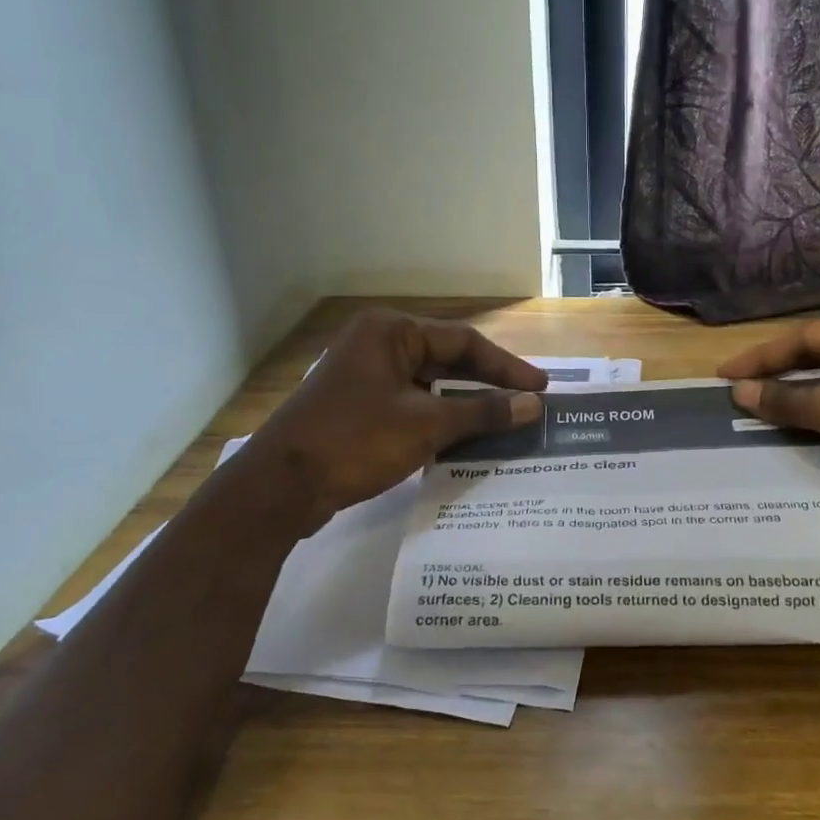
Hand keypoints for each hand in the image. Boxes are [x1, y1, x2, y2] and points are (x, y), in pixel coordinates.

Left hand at [241, 309, 545, 518]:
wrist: (279, 488)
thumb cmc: (355, 441)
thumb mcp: (426, 425)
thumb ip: (483, 412)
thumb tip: (533, 405)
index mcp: (390, 332)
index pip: (464, 341)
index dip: (506, 366)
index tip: (540, 388)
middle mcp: (377, 345)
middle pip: (447, 360)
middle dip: (487, 385)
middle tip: (528, 404)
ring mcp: (365, 377)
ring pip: (430, 385)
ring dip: (465, 405)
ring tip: (505, 423)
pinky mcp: (359, 408)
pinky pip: (412, 405)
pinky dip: (440, 420)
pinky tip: (465, 440)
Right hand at [718, 303, 819, 531]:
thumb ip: (789, 399)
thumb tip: (738, 393)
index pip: (808, 336)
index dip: (763, 357)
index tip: (724, 375)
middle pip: (819, 360)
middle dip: (778, 380)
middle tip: (734, 396)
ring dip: (795, 406)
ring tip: (751, 419)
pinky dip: (817, 427)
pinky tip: (787, 440)